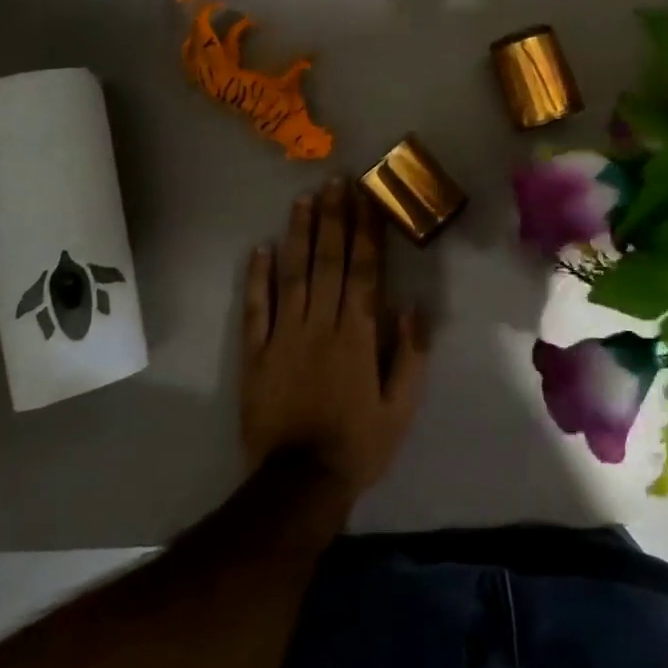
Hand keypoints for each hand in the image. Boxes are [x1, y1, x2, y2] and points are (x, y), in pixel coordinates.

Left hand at [239, 180, 428, 507]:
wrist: (299, 485)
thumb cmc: (359, 443)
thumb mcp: (402, 407)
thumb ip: (411, 353)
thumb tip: (411, 305)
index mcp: (358, 334)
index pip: (364, 269)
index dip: (366, 230)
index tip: (366, 197)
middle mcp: (322, 324)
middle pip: (329, 260)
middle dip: (334, 217)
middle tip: (335, 182)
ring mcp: (285, 336)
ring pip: (293, 274)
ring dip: (299, 234)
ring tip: (303, 200)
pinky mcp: (256, 354)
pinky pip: (256, 309)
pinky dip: (257, 278)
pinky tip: (260, 249)